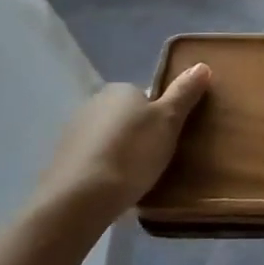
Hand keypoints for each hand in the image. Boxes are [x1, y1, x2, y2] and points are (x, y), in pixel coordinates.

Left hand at [33, 64, 210, 233]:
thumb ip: (184, 93)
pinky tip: (113, 188)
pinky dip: (104, 169)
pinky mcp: (62, 160)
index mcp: (120, 89)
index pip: (147, 96)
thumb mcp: (168, 121)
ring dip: (121, 152)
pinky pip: (93, 158)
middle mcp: (94, 102)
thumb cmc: (132, 154)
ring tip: (136, 179)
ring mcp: (74, 131)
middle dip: (140, 134)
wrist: (79, 199)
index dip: (162, 117)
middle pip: (127, 116)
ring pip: (109, 138)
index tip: (170, 139)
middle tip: (158, 160)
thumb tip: (202, 65)